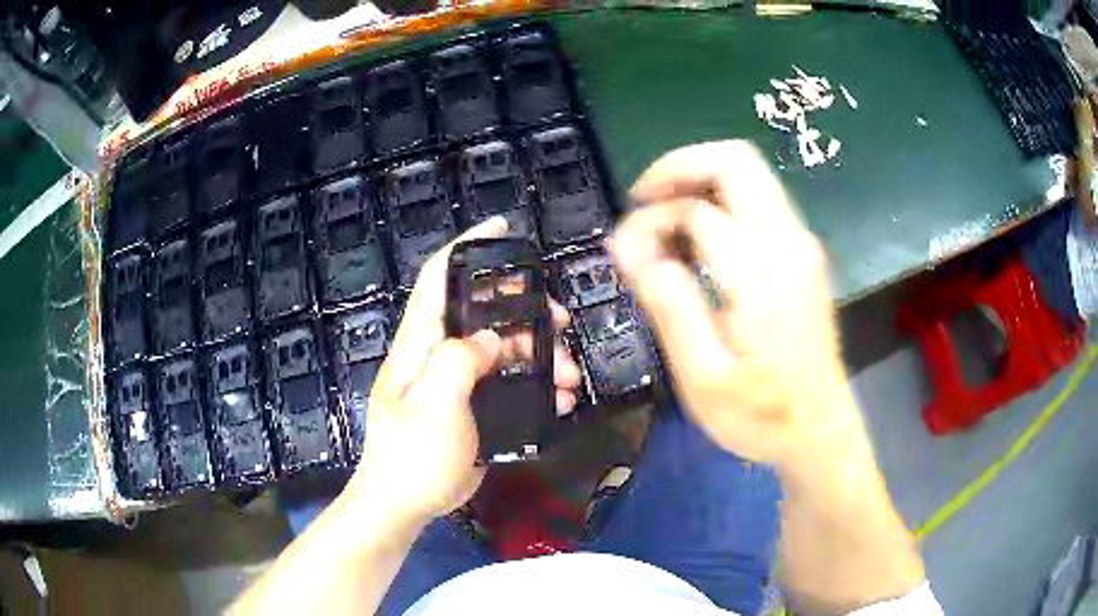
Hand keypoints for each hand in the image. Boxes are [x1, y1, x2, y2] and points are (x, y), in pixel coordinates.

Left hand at [346, 217, 581, 522]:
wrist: (405, 503)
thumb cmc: (412, 456)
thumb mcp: (434, 405)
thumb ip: (460, 361)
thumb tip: (491, 341)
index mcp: (420, 343)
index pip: (440, 278)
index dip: (469, 247)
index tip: (502, 229)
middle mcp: (438, 352)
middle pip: (484, 312)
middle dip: (525, 309)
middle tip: (560, 319)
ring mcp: (457, 380)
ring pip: (504, 349)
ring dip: (540, 355)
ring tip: (569, 376)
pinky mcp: (473, 406)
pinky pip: (509, 382)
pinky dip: (536, 386)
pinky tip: (558, 401)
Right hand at [609, 141, 850, 465]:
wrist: (820, 431)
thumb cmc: (762, 415)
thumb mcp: (703, 378)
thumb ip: (670, 305)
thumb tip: (629, 246)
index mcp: (763, 273)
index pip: (696, 209)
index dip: (650, 221)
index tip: (623, 255)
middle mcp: (789, 242)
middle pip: (735, 159)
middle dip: (678, 168)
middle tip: (641, 203)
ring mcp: (801, 244)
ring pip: (748, 173)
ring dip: (697, 182)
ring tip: (662, 225)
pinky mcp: (802, 253)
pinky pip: (757, 200)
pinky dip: (718, 201)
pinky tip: (695, 243)